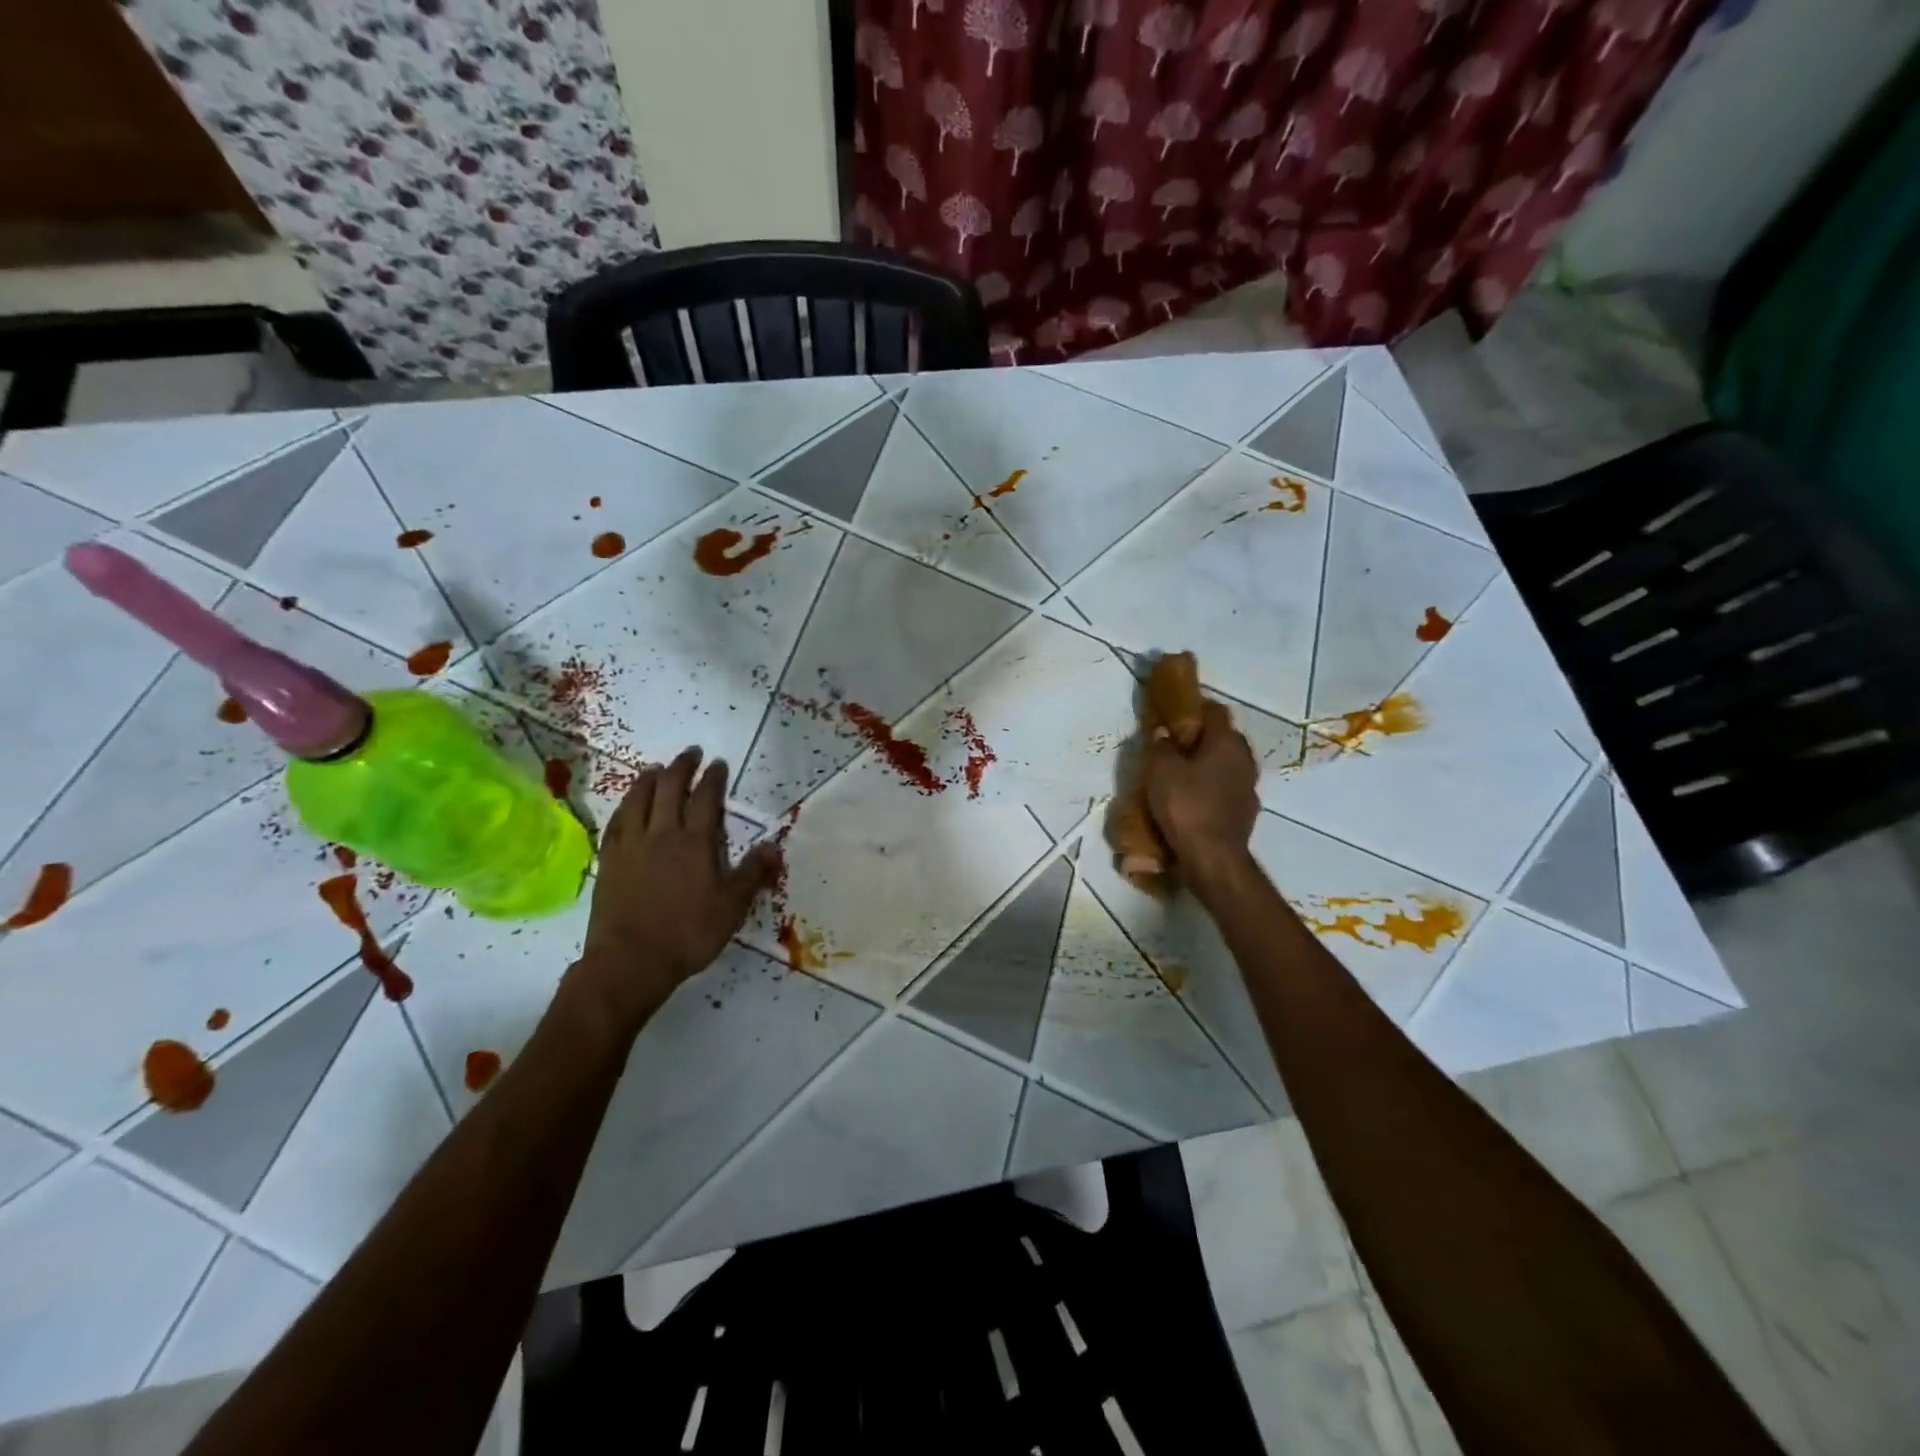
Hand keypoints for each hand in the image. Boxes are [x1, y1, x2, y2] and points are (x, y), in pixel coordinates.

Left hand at [573, 749, 780, 1028]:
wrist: (630, 961)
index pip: (706, 799)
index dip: (713, 778)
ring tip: (656, 768)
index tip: (718, 763)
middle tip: (690, 753)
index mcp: (695, 843)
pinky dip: (625, 806)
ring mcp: (632, 846)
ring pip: (638, 800)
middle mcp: (662, 835)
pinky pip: (616, 822)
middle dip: (681, 767)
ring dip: (649, 779)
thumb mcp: (732, 907)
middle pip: (670, 789)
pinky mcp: (610, 861)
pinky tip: (628, 804)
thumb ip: (752, 874)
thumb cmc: (688, 934)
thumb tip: (772, 845)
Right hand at [1142, 700, 1258, 885]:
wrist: (1213, 858)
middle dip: (1199, 739)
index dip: (1193, 707)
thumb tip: (1163, 733)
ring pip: (1225, 765)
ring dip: (1206, 766)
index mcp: (1227, 742)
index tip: (1172, 714)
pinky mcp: (1245, 812)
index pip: (1214, 710)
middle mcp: (1245, 759)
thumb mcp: (1160, 771)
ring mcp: (1249, 787)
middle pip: (1222, 738)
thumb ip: (1160, 747)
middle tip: (1171, 746)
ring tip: (1179, 776)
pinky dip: (1210, 789)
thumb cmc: (1186, 806)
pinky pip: (1225, 790)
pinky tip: (1191, 801)